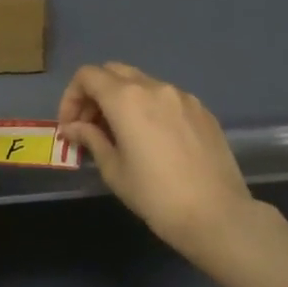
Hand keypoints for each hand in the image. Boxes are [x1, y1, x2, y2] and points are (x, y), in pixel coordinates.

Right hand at [57, 62, 260, 257]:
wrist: (217, 215)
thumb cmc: (156, 196)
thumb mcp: (114, 170)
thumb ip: (91, 139)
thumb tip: (73, 127)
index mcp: (126, 99)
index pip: (87, 76)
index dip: (71, 97)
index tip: (71, 126)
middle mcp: (154, 87)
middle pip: (114, 71)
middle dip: (96, 93)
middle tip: (91, 126)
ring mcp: (182, 96)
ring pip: (142, 83)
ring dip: (124, 99)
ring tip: (122, 134)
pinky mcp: (202, 109)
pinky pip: (167, 97)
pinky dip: (150, 107)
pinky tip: (154, 140)